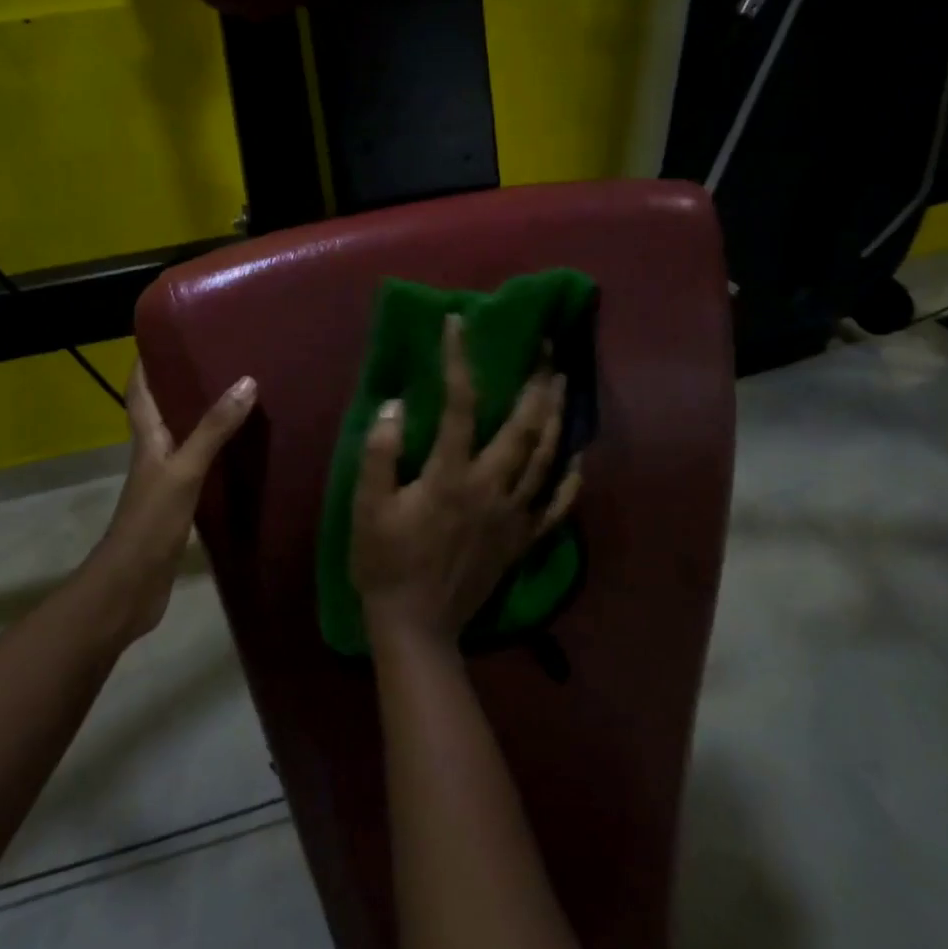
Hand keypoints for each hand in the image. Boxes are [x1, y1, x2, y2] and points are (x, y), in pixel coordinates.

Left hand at [84, 362, 256, 643]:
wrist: (131, 587)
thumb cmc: (151, 522)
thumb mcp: (185, 470)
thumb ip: (213, 430)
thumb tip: (246, 382)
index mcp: (147, 439)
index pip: (140, 391)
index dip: (146, 362)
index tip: (166, 335)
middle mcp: (153, 454)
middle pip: (163, 410)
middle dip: (182, 384)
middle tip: (218, 360)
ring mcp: (165, 481)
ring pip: (183, 438)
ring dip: (202, 419)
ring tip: (236, 397)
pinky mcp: (179, 505)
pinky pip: (199, 468)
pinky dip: (216, 454)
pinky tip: (240, 454)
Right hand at [351, 315, 582, 653]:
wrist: (416, 626)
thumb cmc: (385, 563)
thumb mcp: (368, 507)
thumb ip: (381, 454)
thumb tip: (397, 404)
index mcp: (451, 476)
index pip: (461, 405)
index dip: (460, 360)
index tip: (458, 323)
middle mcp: (492, 488)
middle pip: (524, 426)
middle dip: (537, 381)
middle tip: (547, 346)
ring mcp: (514, 515)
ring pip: (547, 457)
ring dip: (558, 416)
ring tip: (564, 382)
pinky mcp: (523, 539)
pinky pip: (558, 505)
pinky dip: (572, 478)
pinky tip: (579, 455)